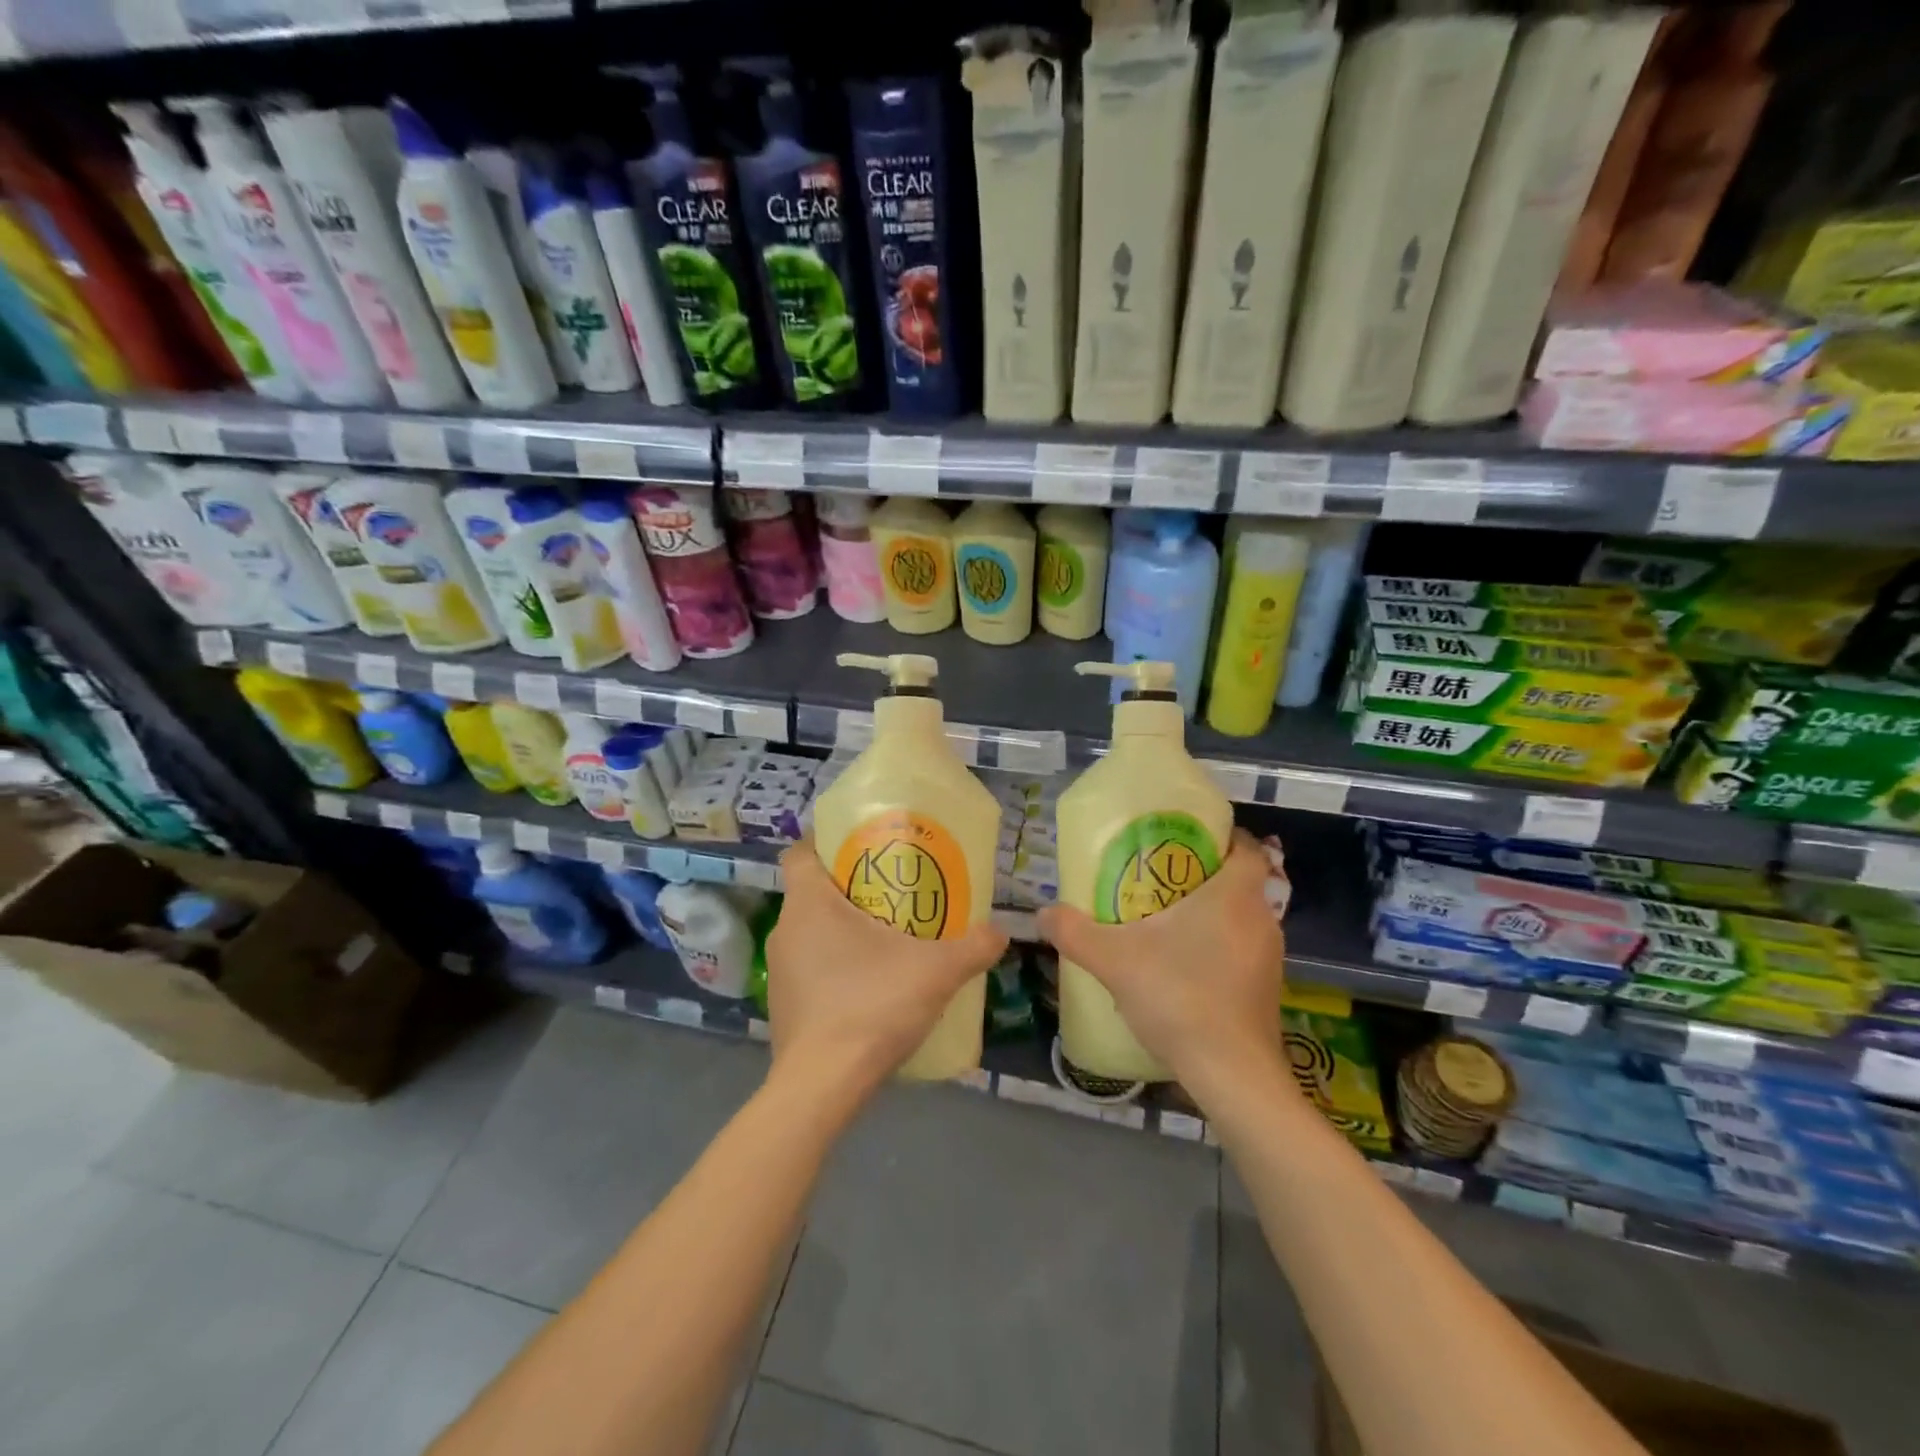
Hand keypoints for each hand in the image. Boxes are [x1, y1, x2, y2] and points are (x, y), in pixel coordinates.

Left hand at [767, 837, 1007, 1102]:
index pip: (800, 852)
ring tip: (887, 938)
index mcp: (808, 904)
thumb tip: (1001, 933)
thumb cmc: (870, 1006)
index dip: (825, 843)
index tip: (860, 848)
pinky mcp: (783, 1006)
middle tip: (893, 893)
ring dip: (843, 929)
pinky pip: (810, 968)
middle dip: (850, 888)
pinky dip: (835, 966)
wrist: (822, 1087)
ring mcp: (779, 971)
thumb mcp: (935, 972)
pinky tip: (870, 986)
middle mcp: (785, 930)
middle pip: (813, 891)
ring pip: (811, 932)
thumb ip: (972, 947)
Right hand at [1037, 829, 1287, 1103]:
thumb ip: (1075, 933)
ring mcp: (1270, 957)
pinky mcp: (1269, 990)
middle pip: (1240, 882)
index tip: (1187, 841)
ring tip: (1168, 922)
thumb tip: (1043, 913)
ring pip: (1242, 918)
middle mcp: (1261, 919)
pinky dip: (1220, 947)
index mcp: (1234, 895)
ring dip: (1213, 914)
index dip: (1222, 838)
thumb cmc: (1179, 997)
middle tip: (1162, 879)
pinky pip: (1244, 950)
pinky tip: (1186, 968)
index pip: (1246, 848)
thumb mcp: (1114, 961)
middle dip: (1204, 876)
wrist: (1232, 1074)